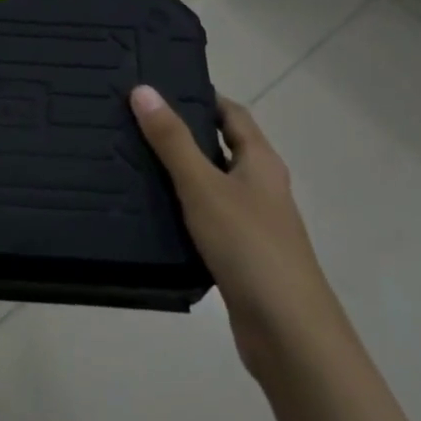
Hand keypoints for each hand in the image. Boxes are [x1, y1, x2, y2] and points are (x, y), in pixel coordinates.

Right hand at [129, 86, 349, 380]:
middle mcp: (261, 187)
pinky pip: (206, 219)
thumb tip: (143, 90)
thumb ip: (172, 140)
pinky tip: (150, 212)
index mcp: (261, 162)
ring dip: (179, 173)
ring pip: (211, 185)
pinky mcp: (240, 256)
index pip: (231, 113)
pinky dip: (182, 210)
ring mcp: (253, 224)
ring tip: (131, 159)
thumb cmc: (249, 246)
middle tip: (134, 120)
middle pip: (221, 147)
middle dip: (183, 133)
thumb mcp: (203, 186)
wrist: (288, 334)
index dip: (201, 96)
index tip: (159, 86)